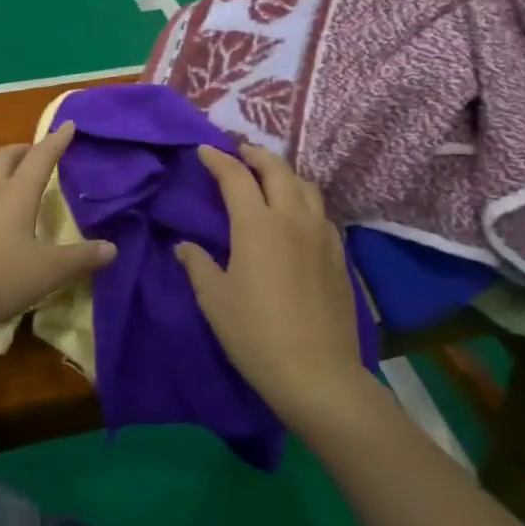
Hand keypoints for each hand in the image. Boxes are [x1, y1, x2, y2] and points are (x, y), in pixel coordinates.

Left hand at [0, 123, 115, 347]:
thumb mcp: (48, 271)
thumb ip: (80, 258)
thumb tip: (112, 248)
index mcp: (16, 194)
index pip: (40, 157)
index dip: (56, 141)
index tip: (68, 125)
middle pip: (5, 157)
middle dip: (23, 150)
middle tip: (38, 153)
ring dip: (1, 172)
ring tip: (14, 183)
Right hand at [177, 143, 373, 428]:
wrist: (319, 375)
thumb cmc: (256, 334)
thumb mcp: (214, 299)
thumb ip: (198, 265)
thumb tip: (185, 246)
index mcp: (257, 224)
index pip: (235, 176)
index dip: (218, 159)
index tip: (204, 150)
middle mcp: (292, 218)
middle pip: (277, 169)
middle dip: (255, 155)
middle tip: (238, 153)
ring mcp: (322, 236)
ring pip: (305, 186)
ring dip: (284, 173)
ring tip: (269, 178)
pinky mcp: (340, 256)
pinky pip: (321, 213)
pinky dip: (304, 200)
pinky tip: (297, 216)